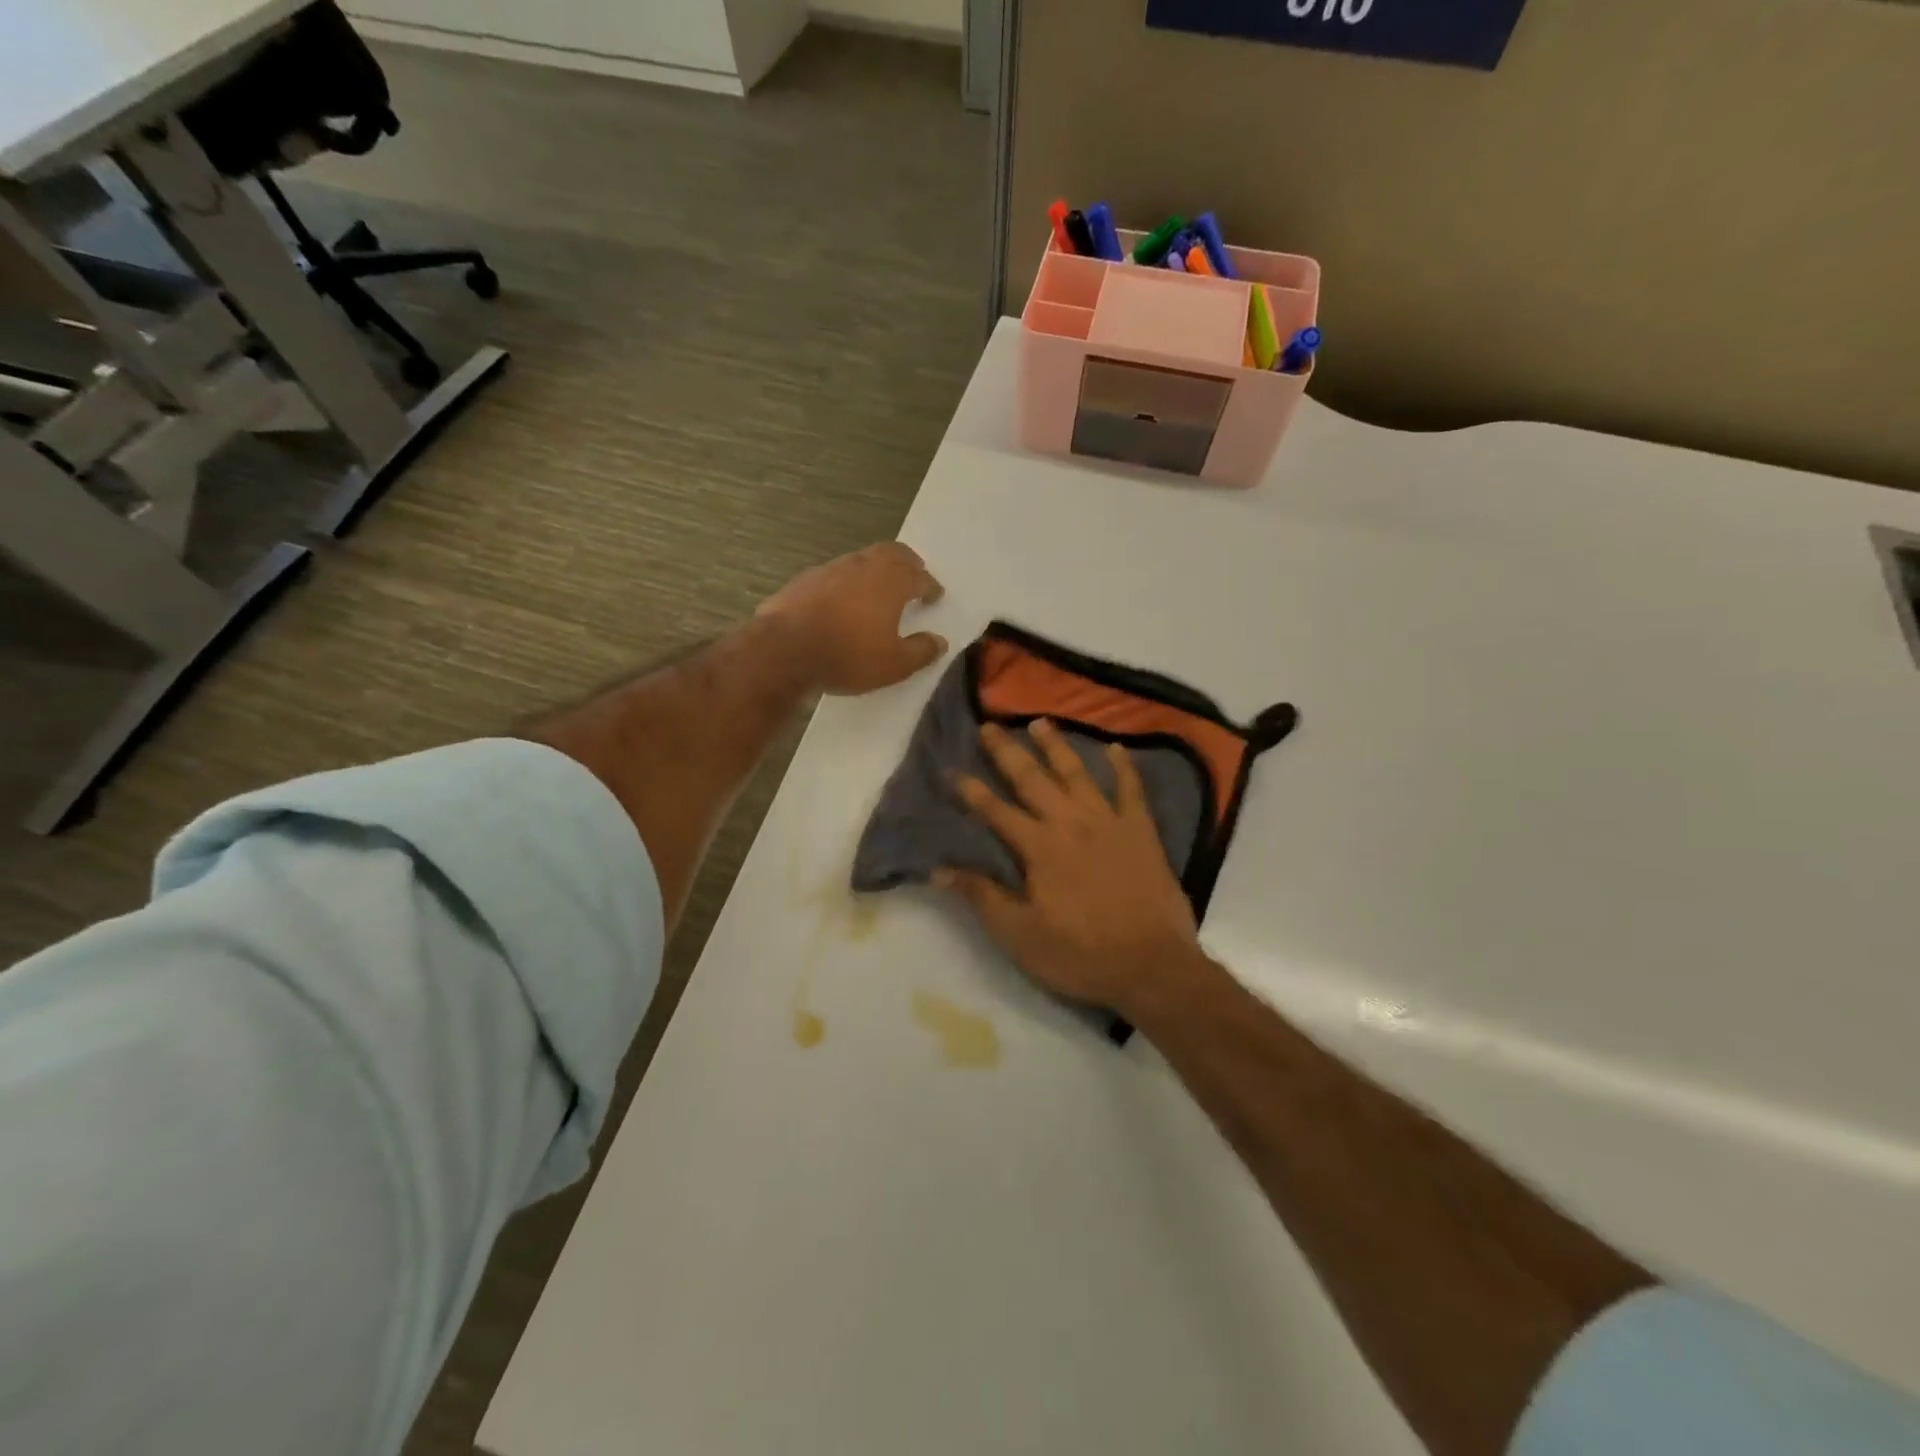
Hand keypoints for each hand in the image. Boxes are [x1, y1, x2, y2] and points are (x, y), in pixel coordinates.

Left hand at [757, 543, 946, 694]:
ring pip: (862, 560)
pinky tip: (843, 601)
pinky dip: (847, 583)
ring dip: (875, 570)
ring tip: (878, 589)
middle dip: (907, 563)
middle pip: (893, 553)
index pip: (920, 577)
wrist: (784, 650)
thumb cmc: (848, 655)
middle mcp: (864, 565)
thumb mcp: (894, 665)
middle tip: (913, 575)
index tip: (935, 596)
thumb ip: (920, 651)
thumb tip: (939, 642)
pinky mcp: (805, 579)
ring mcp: (832, 568)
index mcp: (892, 580)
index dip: (931, 587)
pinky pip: (836, 574)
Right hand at [936, 720, 1202, 1015]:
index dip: (972, 791)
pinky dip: (1124, 767)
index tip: (953, 770)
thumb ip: (982, 897)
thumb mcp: (1020, 936)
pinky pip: (1132, 790)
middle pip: (1032, 779)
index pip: (996, 812)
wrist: (1152, 965)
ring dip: (1057, 746)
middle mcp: (1070, 823)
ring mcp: (1109, 822)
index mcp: (1039, 848)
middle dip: (1007, 752)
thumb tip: (940, 869)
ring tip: (1040, 722)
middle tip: (990, 725)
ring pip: (1077, 774)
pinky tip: (1116, 748)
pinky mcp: (1141, 831)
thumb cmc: (1080, 954)